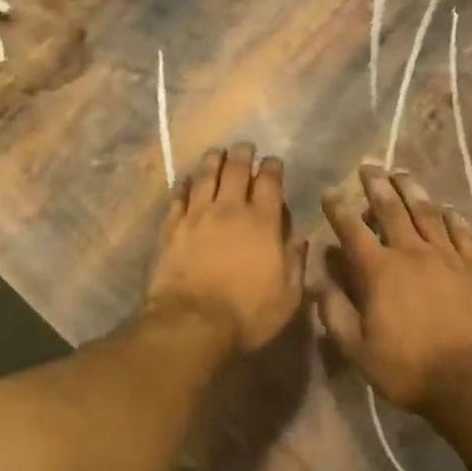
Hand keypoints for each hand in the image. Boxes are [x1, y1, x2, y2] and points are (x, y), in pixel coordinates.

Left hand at [148, 145, 306, 353]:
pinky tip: (186, 180)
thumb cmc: (247, 314)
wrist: (192, 323)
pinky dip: (183, 185)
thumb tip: (299, 238)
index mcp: (262, 222)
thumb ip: (296, 262)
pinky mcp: (172, 228)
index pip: (269, 182)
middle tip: (245, 146)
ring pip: (205, 177)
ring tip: (217, 152)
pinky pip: (178, 197)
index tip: (273, 161)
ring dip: (212, 160)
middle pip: (235, 170)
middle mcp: (229, 209)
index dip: (272, 167)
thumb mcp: (288, 295)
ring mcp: (197, 216)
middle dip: (242, 154)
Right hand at [316, 166, 471, 414]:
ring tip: (402, 172)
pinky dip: (452, 217)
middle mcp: (411, 252)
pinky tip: (447, 208)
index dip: (338, 209)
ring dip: (412, 189)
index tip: (330, 191)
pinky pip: (462, 232)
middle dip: (376, 185)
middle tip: (368, 165)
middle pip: (391, 209)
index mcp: (379, 270)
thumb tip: (317, 282)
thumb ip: (335, 314)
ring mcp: (447, 255)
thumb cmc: (411, 368)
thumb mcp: (359, 351)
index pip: (352, 229)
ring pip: (426, 212)